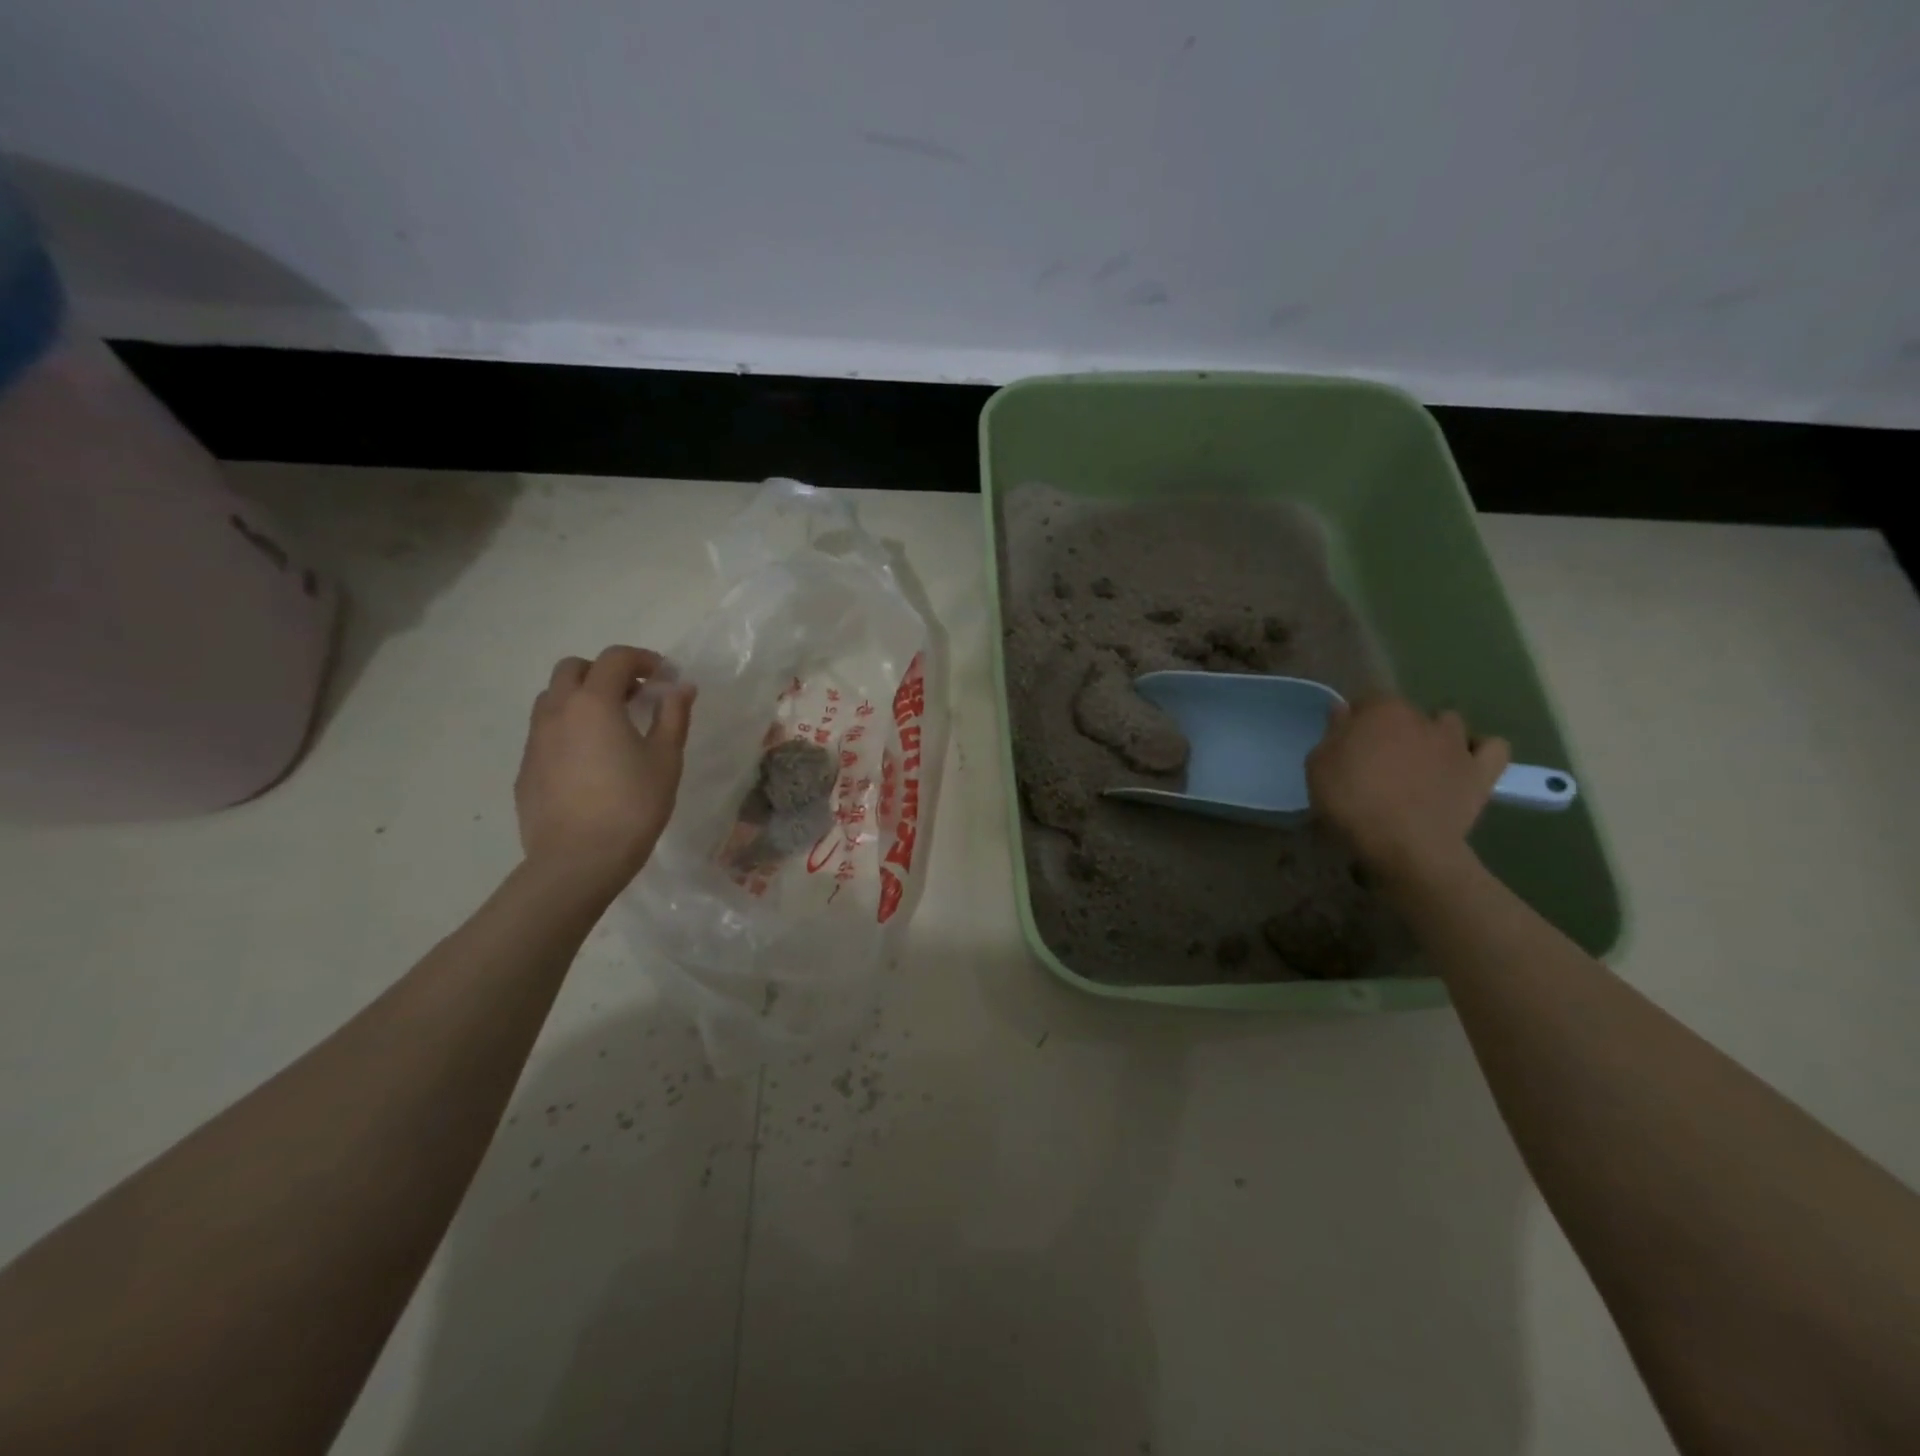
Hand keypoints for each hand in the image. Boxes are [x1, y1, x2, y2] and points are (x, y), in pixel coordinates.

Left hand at [514, 646, 694, 891]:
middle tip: (634, 697)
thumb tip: (680, 686)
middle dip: (604, 673)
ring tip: (610, 727)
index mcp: (594, 702)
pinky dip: (568, 729)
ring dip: (581, 698)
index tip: (664, 676)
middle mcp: (557, 711)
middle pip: (573, 669)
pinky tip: (590, 762)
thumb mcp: (666, 759)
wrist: (578, 860)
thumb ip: (673, 715)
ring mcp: (535, 740)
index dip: (642, 659)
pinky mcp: (526, 768)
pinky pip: (545, 732)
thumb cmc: (633, 805)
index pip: (615, 658)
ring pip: (552, 699)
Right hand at [1306, 695, 1509, 879]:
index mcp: (1380, 711)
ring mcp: (1456, 743)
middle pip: (1405, 712)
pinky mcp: (1481, 771)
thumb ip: (1332, 734)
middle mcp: (1421, 718)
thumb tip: (1344, 713)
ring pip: (1448, 723)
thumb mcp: (1318, 767)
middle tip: (1378, 759)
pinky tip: (1464, 762)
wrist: (1403, 844)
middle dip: (1393, 728)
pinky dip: (1480, 750)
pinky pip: (1492, 748)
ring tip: (1421, 761)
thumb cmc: (1351, 802)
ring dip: (1435, 735)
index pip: (1366, 700)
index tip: (1345, 743)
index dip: (1355, 720)